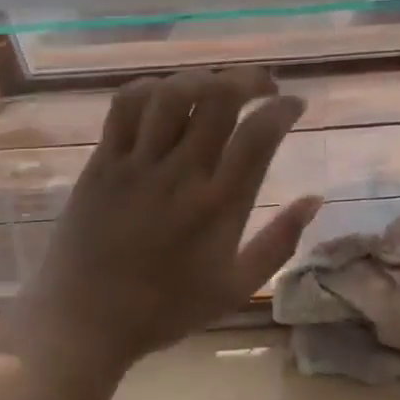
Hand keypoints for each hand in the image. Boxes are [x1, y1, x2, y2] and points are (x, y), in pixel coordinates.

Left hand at [0, 67, 321, 381]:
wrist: (84, 321)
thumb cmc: (166, 309)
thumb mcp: (236, 287)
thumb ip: (280, 242)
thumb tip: (315, 199)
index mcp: (219, 206)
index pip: (259, 135)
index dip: (283, 108)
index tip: (295, 104)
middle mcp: (181, 175)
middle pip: (219, 99)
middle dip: (250, 80)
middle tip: (263, 87)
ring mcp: (137, 164)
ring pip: (172, 94)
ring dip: (202, 79)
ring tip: (217, 86)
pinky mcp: (102, 161)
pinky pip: (125, 106)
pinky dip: (150, 88)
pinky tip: (166, 96)